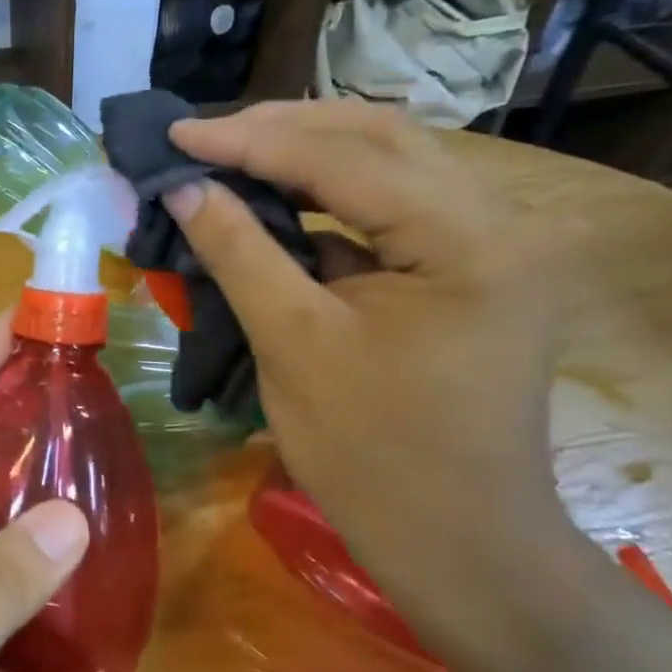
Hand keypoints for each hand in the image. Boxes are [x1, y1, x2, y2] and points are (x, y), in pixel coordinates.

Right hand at [164, 102, 571, 597]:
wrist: (459, 543)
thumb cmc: (373, 454)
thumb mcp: (293, 344)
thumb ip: (238, 251)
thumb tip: (182, 186)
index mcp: (468, 239)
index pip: (345, 159)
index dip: (250, 140)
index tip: (176, 132)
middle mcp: (495, 222)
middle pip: (380, 138)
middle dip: (282, 128)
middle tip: (202, 135)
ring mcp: (485, 245)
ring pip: (387, 166)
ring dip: (303, 154)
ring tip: (229, 153)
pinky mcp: (462, 270)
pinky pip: (388, 209)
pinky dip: (324, 197)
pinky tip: (273, 198)